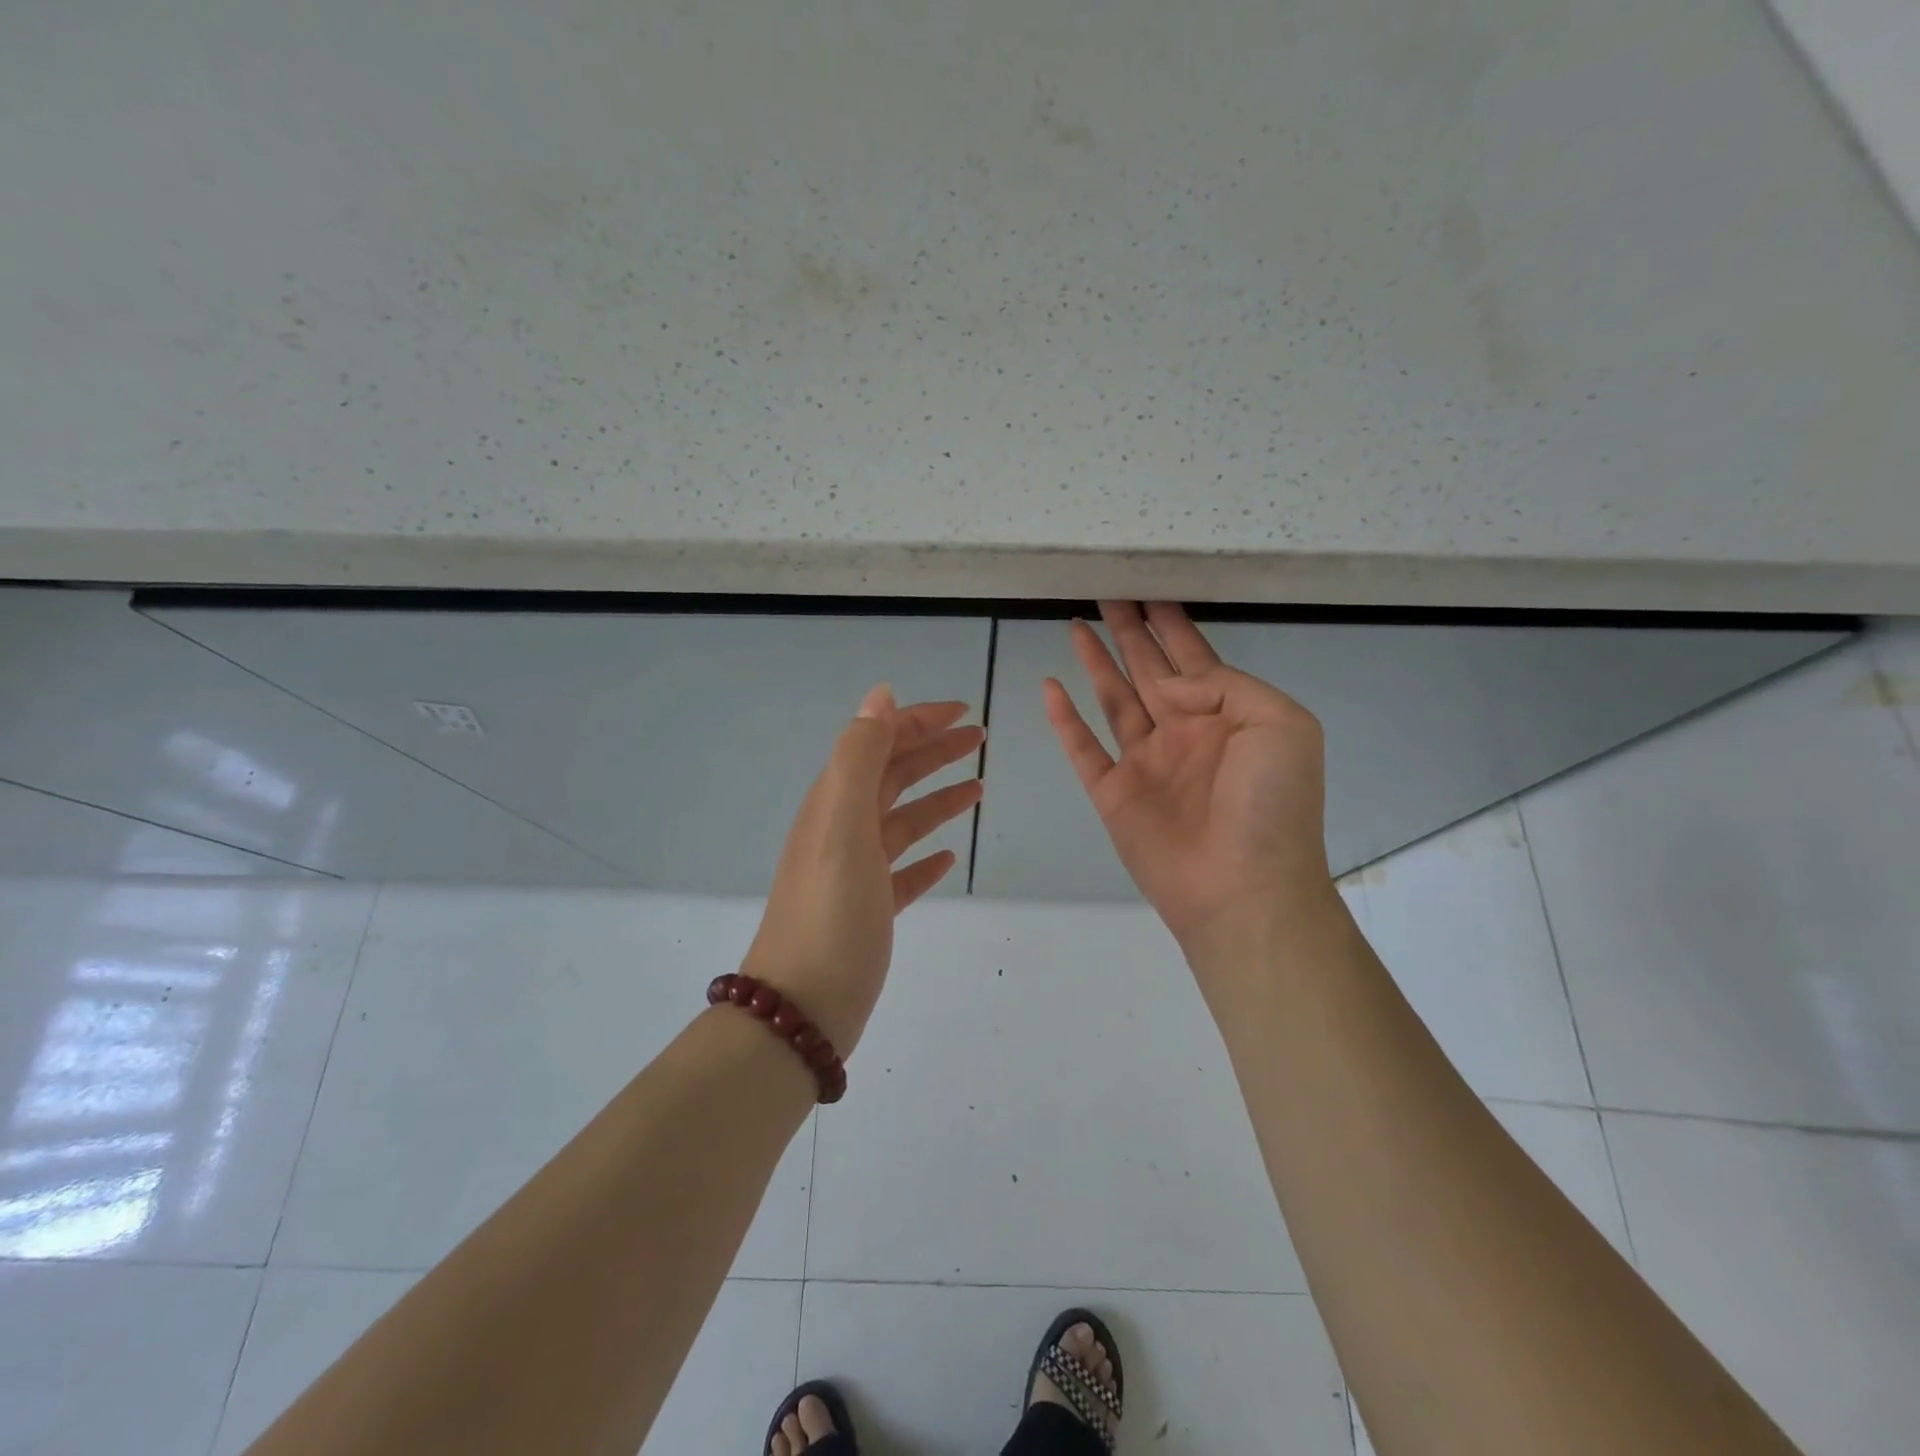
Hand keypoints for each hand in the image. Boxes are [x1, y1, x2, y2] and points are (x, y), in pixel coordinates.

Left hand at [742, 686, 982, 1052]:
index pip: (879, 743)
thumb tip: (880, 695)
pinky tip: (948, 858)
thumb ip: (859, 756)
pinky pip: (902, 870)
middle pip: (893, 776)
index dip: (918, 721)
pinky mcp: (868, 909)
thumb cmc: (830, 912)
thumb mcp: (842, 823)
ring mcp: (855, 871)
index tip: (965, 712)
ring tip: (978, 789)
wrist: (802, 1007)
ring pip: (902, 821)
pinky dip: (925, 857)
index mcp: (835, 802)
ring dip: (937, 799)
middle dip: (933, 752)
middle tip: (979, 739)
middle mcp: (842, 828)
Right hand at [1043, 601, 1335, 957]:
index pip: (1193, 657)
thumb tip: (1166, 683)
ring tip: (1076, 625)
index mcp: (1225, 716)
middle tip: (1108, 594)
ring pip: (1113, 699)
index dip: (1171, 625)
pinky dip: (1065, 720)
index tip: (1150, 591)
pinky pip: (1083, 748)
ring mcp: (1145, 763)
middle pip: (1148, 669)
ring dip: (1095, 663)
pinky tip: (1050, 687)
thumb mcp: (1281, 725)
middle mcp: (1182, 732)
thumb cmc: (1272, 806)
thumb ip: (1226, 687)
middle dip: (1130, 632)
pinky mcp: (1113, 793)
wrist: (1243, 888)